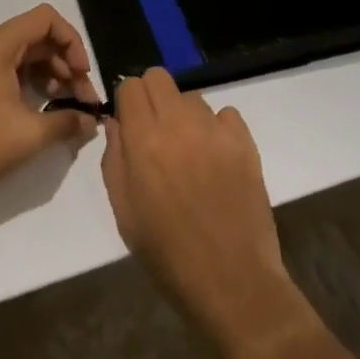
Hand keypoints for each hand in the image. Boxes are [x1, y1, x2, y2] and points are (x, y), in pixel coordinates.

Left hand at [0, 4, 99, 215]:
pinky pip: (4, 67)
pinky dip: (28, 81)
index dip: (72, 41)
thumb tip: (92, 122)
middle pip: (34, 36)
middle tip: (83, 99)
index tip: (83, 74)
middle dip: (64, 63)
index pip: (44, 19)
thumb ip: (68, 121)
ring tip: (66, 106)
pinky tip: (41, 108)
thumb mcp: (30, 135)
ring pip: (21, 53)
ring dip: (49, 73)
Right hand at [101, 70, 319, 358]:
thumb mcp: (124, 211)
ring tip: (188, 151)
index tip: (130, 124)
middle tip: (154, 131)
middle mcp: (179, 124)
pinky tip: (216, 159)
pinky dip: (217, 128)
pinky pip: (226, 114)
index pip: (131, 86)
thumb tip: (117, 123)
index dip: (127, 102)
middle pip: (160, 77)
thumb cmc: (167, 253)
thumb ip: (115, 158)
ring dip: (184, 115)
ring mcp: (215, 130)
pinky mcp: (245, 142)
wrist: (231, 281)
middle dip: (152, 97)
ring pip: (192, 97)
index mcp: (143, 140)